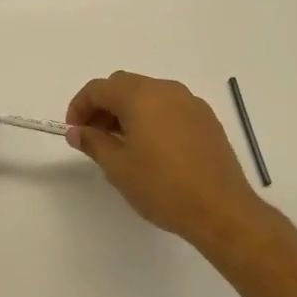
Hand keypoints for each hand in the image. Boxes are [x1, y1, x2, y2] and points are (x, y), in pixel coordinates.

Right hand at [66, 71, 258, 241]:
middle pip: (123, 86)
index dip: (79, 107)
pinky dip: (152, 117)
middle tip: (94, 136)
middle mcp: (165, 89)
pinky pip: (169, 106)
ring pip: (148, 94)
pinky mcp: (206, 119)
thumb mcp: (118, 167)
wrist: (221, 210)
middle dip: (103, 106)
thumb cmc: (162, 187)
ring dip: (128, 110)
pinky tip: (152, 147)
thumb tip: (77, 131)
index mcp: (139, 96)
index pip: (98, 88)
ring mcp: (190, 102)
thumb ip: (93, 142)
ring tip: (122, 144)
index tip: (75, 131)